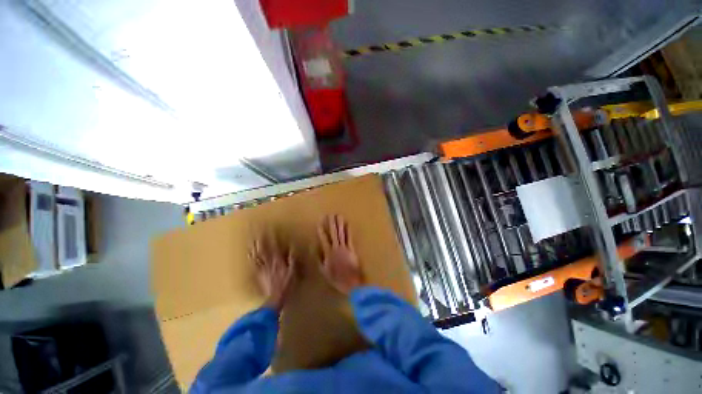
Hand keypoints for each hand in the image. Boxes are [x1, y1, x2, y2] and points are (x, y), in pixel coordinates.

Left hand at [250, 234, 295, 312]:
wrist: (274, 298)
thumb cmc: (286, 285)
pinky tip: (249, 254)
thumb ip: (292, 259)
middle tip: (256, 233)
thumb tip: (292, 248)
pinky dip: (251, 258)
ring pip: (257, 256)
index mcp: (277, 261)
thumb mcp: (293, 271)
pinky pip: (254, 264)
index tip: (270, 229)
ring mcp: (262, 269)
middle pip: (263, 249)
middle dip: (260, 240)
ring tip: (251, 240)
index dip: (272, 238)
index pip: (274, 246)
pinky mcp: (258, 275)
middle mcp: (268, 263)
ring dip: (254, 248)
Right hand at [317, 215, 361, 294]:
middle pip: (333, 233)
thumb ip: (319, 258)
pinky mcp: (352, 249)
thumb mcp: (324, 270)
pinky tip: (348, 224)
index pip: (323, 239)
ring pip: (341, 233)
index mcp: (328, 253)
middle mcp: (336, 248)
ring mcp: (345, 248)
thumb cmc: (336, 278)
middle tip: (330, 215)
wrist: (350, 283)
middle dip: (331, 223)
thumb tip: (315, 247)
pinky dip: (349, 231)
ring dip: (340, 224)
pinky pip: (350, 238)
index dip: (321, 230)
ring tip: (338, 216)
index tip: (320, 222)